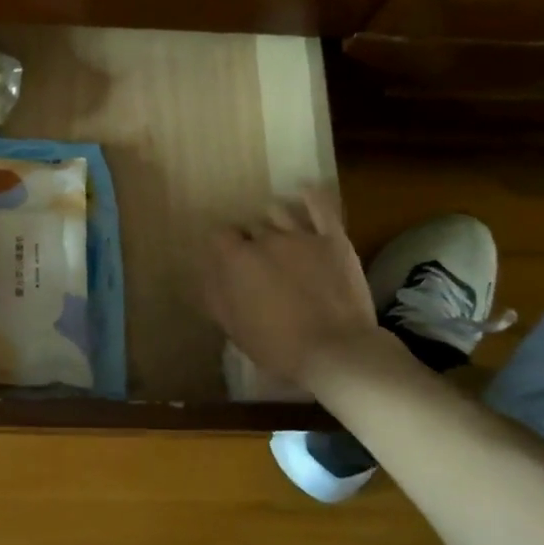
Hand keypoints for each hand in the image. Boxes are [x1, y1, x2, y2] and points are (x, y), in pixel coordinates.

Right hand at [204, 188, 378, 389]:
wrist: (336, 352)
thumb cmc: (278, 346)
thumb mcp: (234, 328)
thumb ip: (216, 296)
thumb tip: (208, 274)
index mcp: (237, 260)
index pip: (220, 236)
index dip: (224, 248)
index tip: (230, 263)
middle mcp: (265, 239)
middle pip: (251, 227)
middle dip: (252, 241)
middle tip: (261, 263)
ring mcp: (301, 235)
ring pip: (279, 212)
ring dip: (275, 221)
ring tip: (280, 233)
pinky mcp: (333, 239)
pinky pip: (320, 206)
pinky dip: (311, 197)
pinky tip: (305, 193)